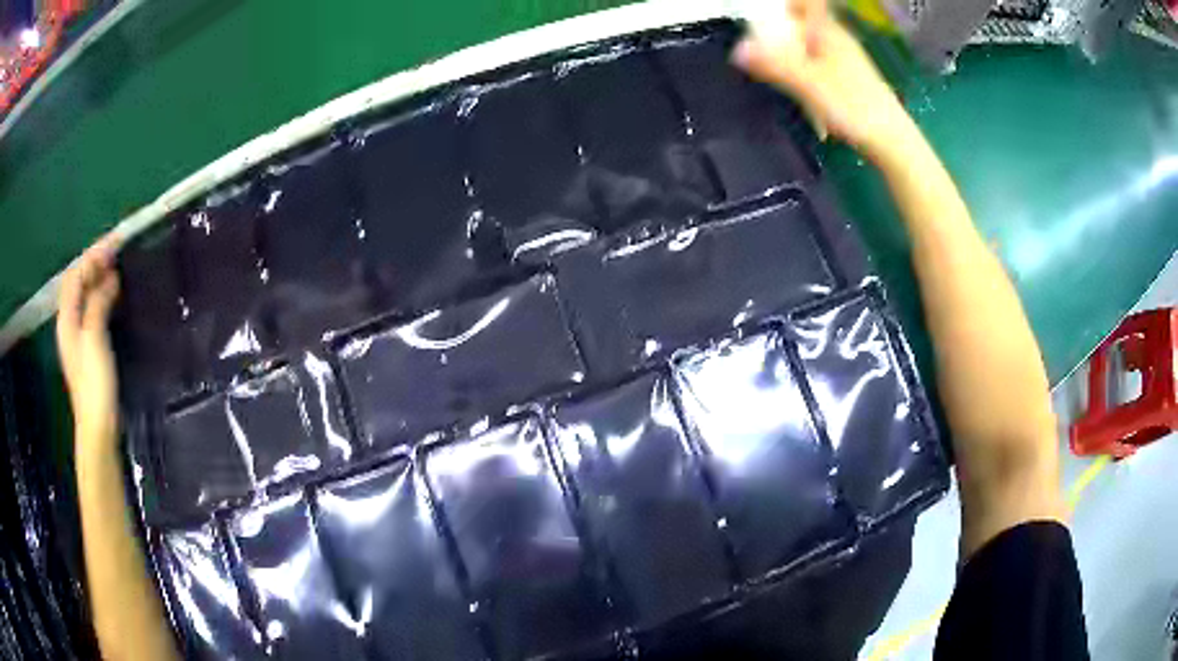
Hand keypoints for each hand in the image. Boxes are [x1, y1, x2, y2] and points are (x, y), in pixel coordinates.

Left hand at [56, 233, 121, 446]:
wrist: (98, 428)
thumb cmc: (94, 384)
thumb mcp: (95, 338)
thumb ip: (98, 303)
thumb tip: (109, 276)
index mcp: (67, 318)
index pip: (76, 274)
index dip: (93, 255)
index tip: (116, 241)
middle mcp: (69, 322)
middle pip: (78, 282)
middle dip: (94, 262)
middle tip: (117, 250)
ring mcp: (77, 336)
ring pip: (84, 295)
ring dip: (98, 277)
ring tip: (116, 267)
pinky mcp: (88, 347)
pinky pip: (92, 308)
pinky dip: (101, 295)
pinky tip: (113, 296)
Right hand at [732, 4, 914, 162]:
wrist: (891, 140)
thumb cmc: (852, 107)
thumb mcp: (808, 84)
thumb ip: (774, 65)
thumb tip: (737, 50)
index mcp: (829, 32)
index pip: (804, 3)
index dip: (783, 7)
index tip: (762, 19)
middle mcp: (838, 39)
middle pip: (803, 23)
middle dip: (781, 32)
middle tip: (762, 48)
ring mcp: (845, 59)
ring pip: (810, 44)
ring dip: (792, 53)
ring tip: (779, 72)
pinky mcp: (849, 78)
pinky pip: (819, 62)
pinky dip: (805, 69)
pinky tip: (802, 90)